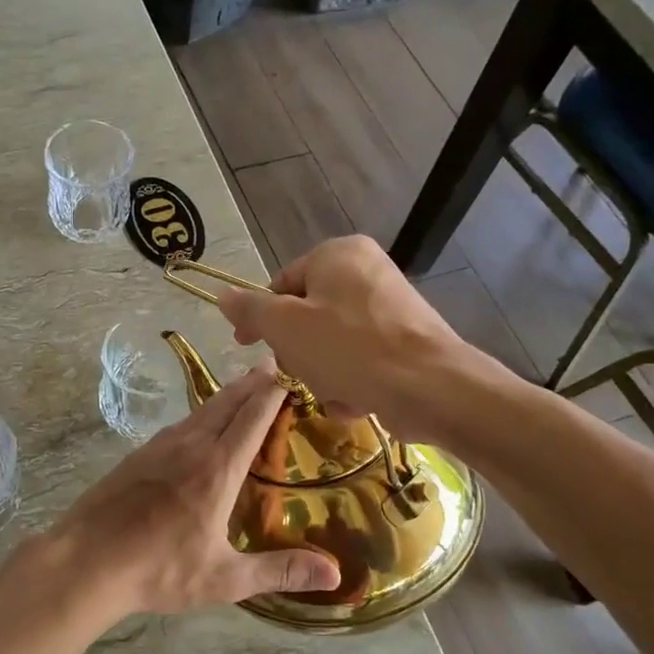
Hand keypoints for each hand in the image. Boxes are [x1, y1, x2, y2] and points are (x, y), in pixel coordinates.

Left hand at [39, 362, 340, 617]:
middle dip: (252, 383)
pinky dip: (201, 413)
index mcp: (217, 469)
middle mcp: (190, 447)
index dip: (273, 394)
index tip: (290, 374)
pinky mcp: (138, 455)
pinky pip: (180, 424)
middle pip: (227, 403)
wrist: (87, 560)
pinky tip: (199, 424)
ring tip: (243, 387)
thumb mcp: (224, 578)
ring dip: (226, 395)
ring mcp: (160, 448)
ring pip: (201, 410)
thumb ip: (279, 571)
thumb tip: (335, 574)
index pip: (252, 419)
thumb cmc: (160, 569)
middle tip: (271, 365)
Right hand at [214, 235, 518, 447]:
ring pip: (331, 342)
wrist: (431, 387)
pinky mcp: (407, 340)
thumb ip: (250, 309)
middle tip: (299, 373)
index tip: (245, 346)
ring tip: (334, 392)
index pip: (281, 283)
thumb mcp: (285, 327)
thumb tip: (223, 296)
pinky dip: (352, 380)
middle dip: (298, 353)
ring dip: (322, 373)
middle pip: (307, 315)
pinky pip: (361, 358)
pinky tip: (356, 400)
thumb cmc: (349, 348)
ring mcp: (391, 306)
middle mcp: (367, 270)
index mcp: (338, 253)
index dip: (260, 318)